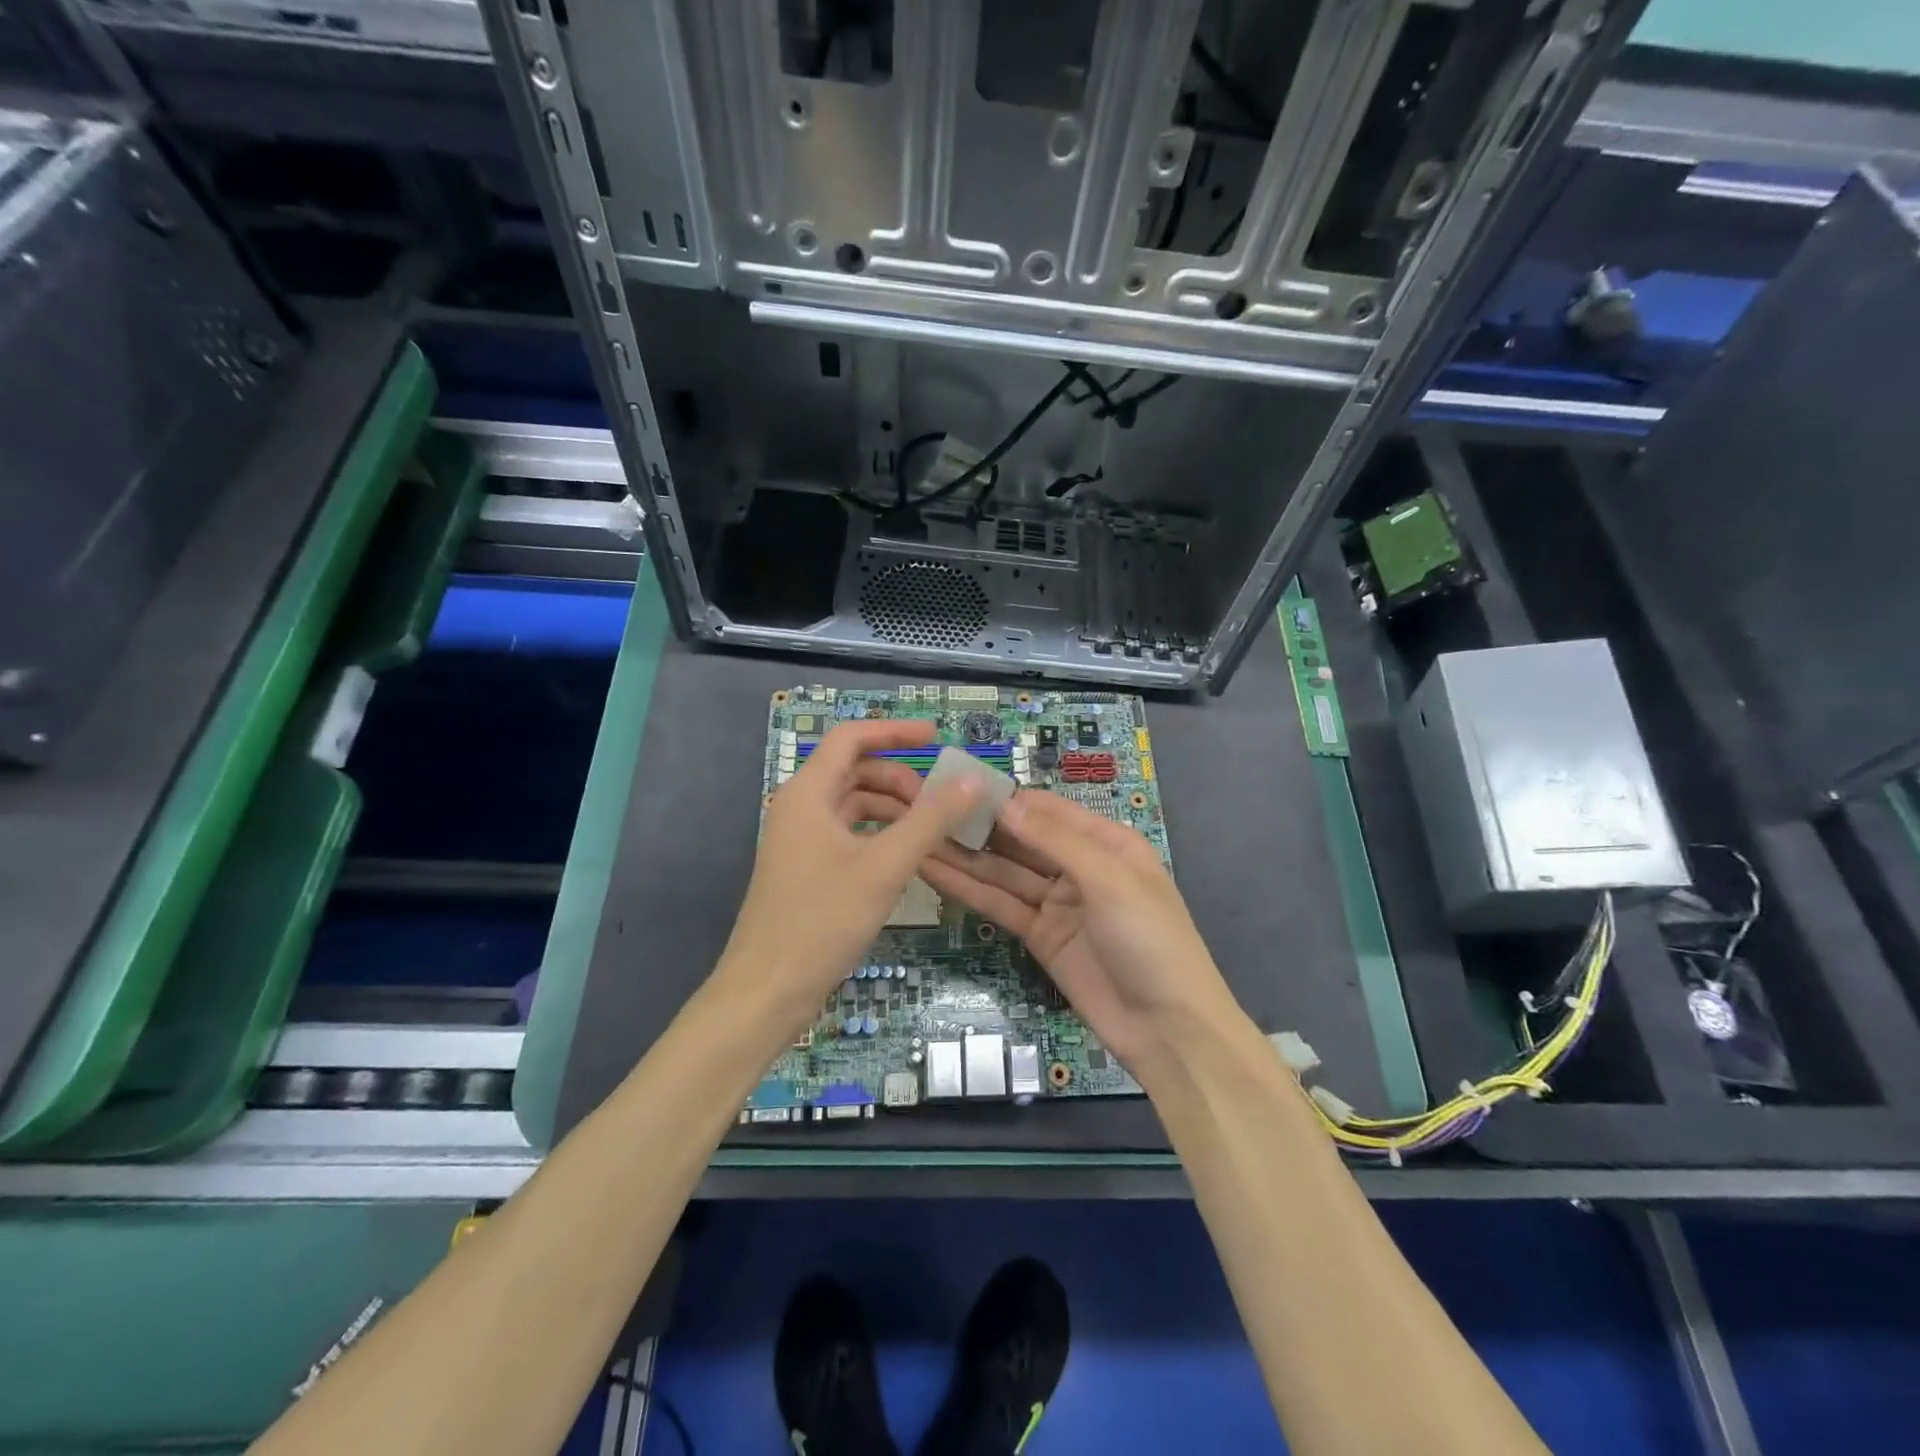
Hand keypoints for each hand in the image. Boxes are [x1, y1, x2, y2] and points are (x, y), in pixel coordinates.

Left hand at [716, 719, 981, 1030]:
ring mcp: (800, 840)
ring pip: (853, 805)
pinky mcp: (806, 869)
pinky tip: (906, 858)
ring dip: (893, 809)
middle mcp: (800, 808)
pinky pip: (848, 835)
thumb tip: (971, 781)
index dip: (894, 731)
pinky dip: (879, 835)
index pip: (851, 738)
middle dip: (899, 780)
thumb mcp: (885, 866)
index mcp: (808, 793)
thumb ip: (930, 820)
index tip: (936, 737)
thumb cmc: (822, 920)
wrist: (767, 990)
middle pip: (855, 771)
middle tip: (938, 805)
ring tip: (930, 833)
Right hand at [917, 791, 1239, 1072]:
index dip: (1007, 798)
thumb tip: (1005, 804)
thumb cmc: (1149, 939)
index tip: (959, 786)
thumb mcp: (1110, 880)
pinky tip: (936, 873)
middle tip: (925, 809)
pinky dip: (970, 890)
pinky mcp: (1040, 936)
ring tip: (918, 836)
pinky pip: (1002, 905)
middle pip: (1022, 839)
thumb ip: (1055, 841)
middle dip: (980, 826)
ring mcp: (1057, 903)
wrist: (1167, 1029)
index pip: (1048, 810)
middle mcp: (1079, 866)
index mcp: (1106, 843)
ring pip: (1005, 872)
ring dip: (966, 857)